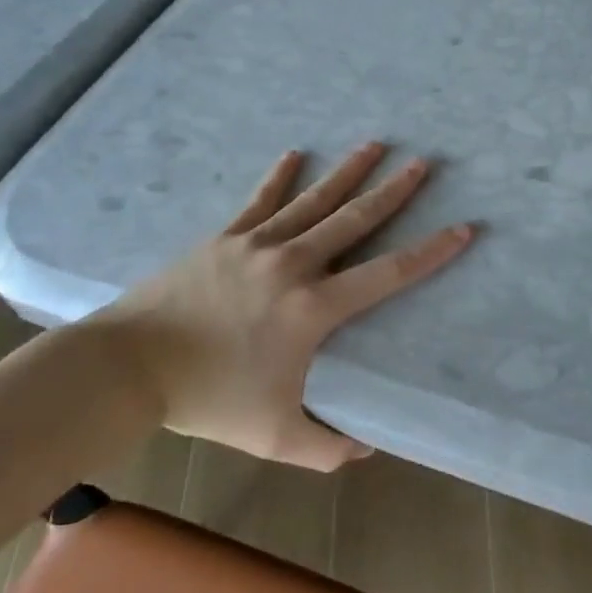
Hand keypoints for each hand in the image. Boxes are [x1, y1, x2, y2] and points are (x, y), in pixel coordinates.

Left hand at [96, 143, 473, 470]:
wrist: (129, 368)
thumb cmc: (208, 401)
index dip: (430, 252)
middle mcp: (293, 265)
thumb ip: (327, 446)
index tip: (462, 228)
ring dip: (347, 172)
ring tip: (376, 144)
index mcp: (313, 310)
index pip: (387, 275)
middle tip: (422, 163)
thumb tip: (366, 448)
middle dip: (393, 192)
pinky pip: (259, 201)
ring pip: (313, 201)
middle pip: (354, 221)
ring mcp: (257, 245)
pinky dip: (279, 177)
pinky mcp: (225, 238)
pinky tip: (295, 152)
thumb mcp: (275, 436)